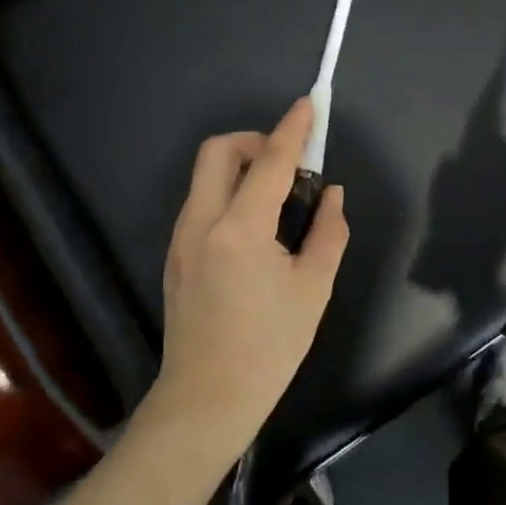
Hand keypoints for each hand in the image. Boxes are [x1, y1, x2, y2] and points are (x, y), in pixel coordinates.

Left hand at [150, 99, 348, 459]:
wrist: (206, 400)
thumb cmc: (269, 348)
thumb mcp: (313, 288)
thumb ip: (328, 232)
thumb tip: (331, 194)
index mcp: (240, 230)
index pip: (270, 162)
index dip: (293, 129)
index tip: (308, 104)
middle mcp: (201, 222)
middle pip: (219, 151)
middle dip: (255, 141)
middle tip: (288, 165)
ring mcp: (181, 237)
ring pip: (206, 175)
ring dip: (242, 167)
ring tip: (278, 200)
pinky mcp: (175, 253)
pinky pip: (202, 201)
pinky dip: (229, 193)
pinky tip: (255, 228)